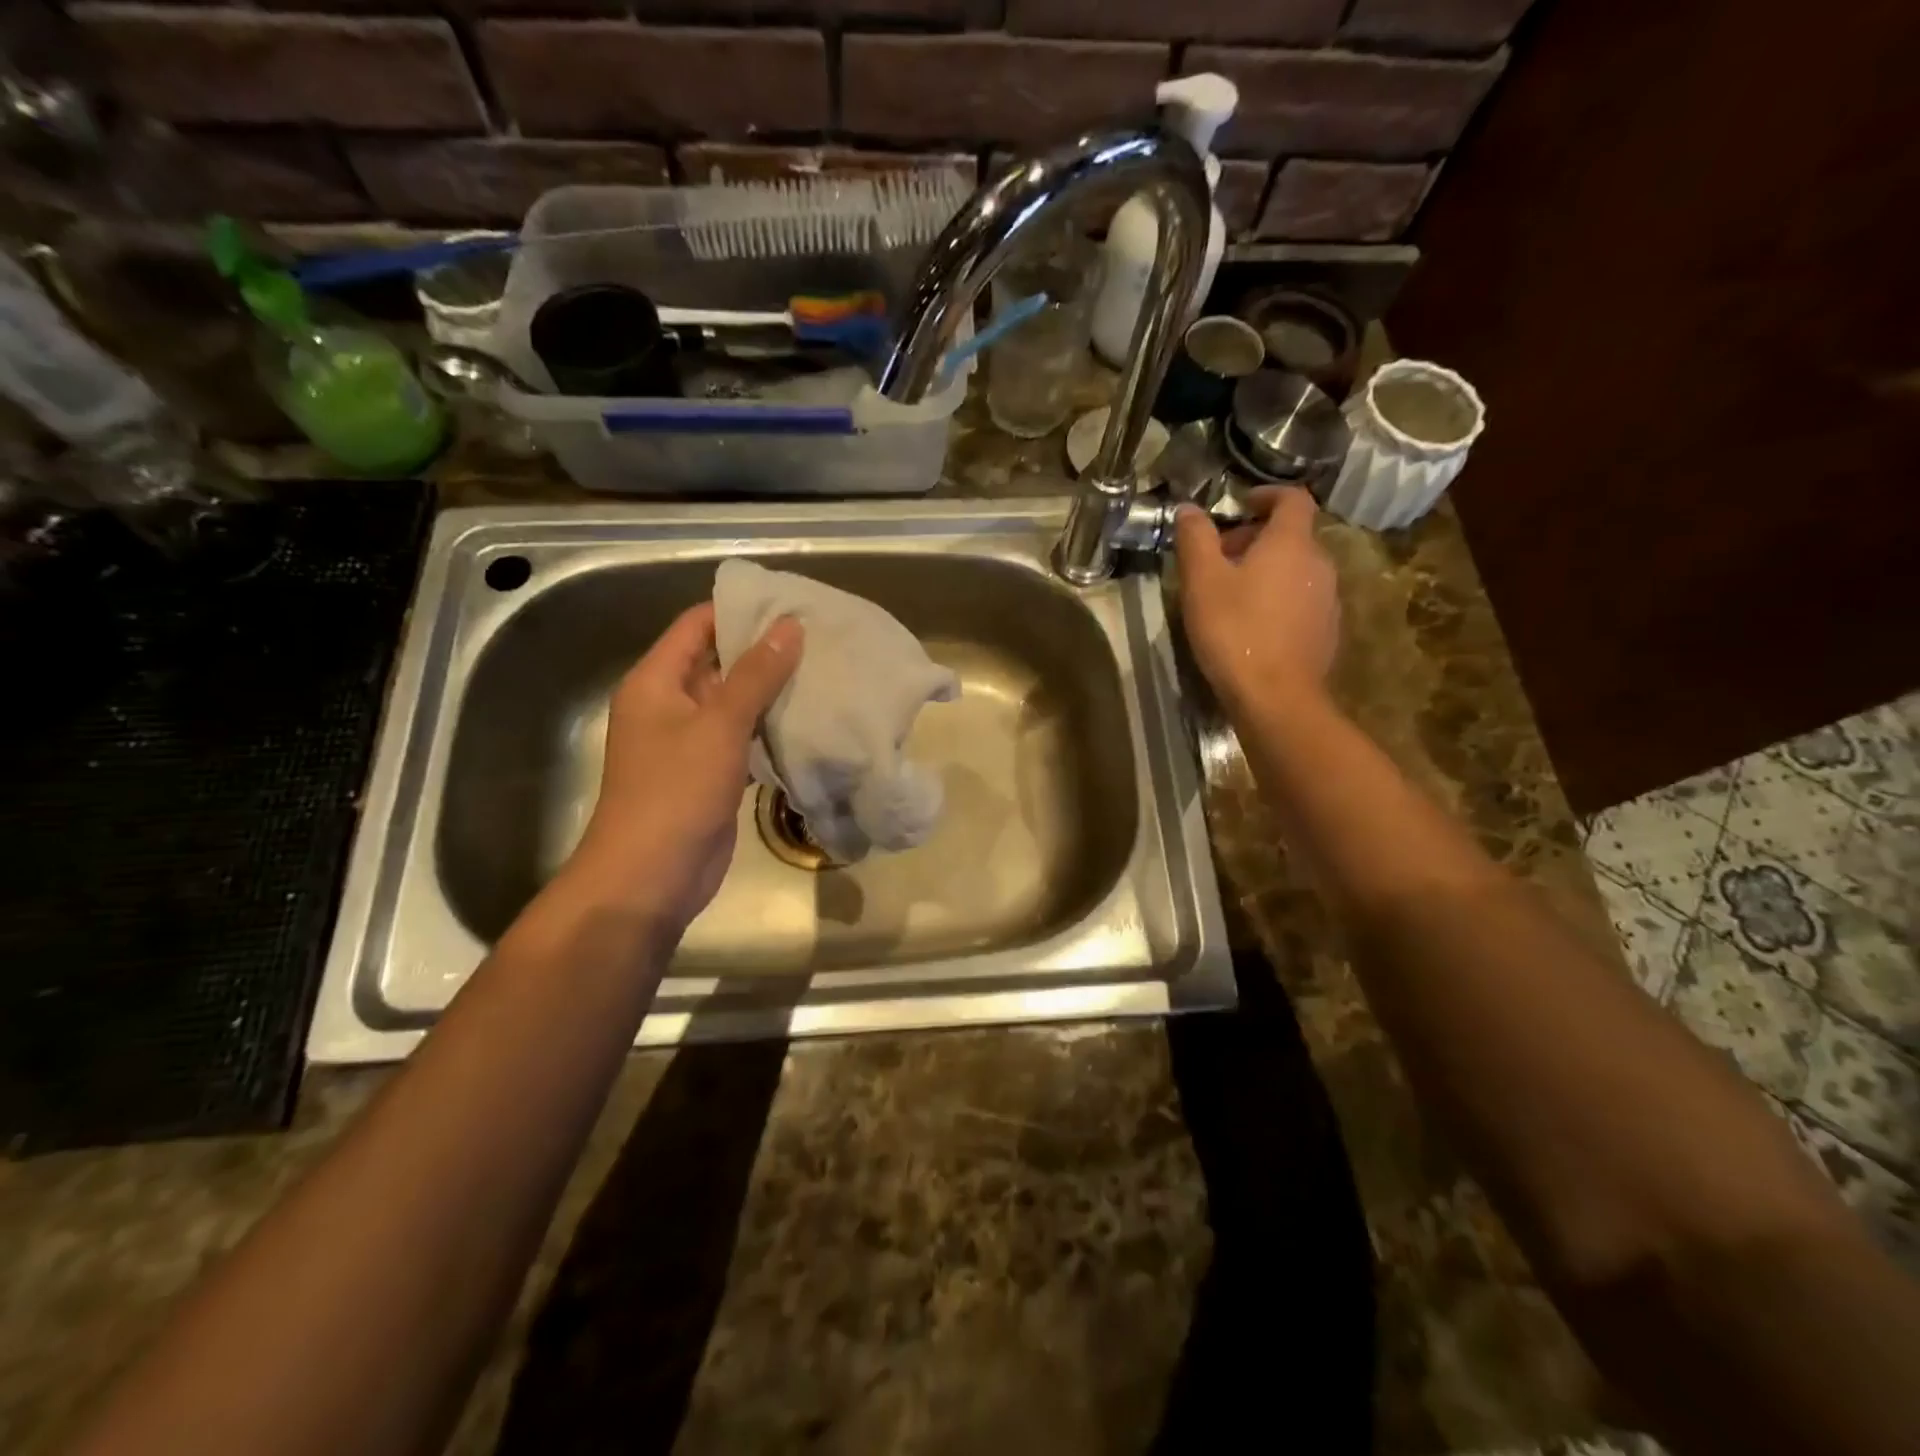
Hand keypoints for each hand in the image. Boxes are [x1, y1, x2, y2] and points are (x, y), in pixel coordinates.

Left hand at [564, 602, 801, 938]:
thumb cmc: (676, 791)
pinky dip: (770, 727)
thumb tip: (790, 625)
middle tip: (819, 637)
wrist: (652, 876)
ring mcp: (690, 742)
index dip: (739, 610)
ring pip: (735, 702)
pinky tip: (809, 719)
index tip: (790, 603)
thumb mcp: (719, 725)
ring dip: (771, 690)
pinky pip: (743, 737)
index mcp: (655, 681)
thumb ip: (756, 674)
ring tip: (823, 670)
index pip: (697, 625)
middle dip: (764, 650)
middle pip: (718, 662)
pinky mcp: (711, 773)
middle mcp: (669, 705)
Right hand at [1173, 487, 1339, 712]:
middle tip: (1220, 558)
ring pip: (1297, 570)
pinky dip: (1278, 599)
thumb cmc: (1235, 630)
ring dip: (1267, 571)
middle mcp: (1318, 564)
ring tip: (1232, 594)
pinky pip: (1301, 600)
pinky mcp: (1327, 631)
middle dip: (1257, 538)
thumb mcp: (1202, 581)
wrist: (1276, 697)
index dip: (1267, 494)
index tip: (1241, 503)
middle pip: (1292, 536)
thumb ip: (1196, 539)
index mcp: (1291, 543)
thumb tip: (1189, 508)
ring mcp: (1328, 599)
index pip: (1292, 498)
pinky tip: (1252, 625)